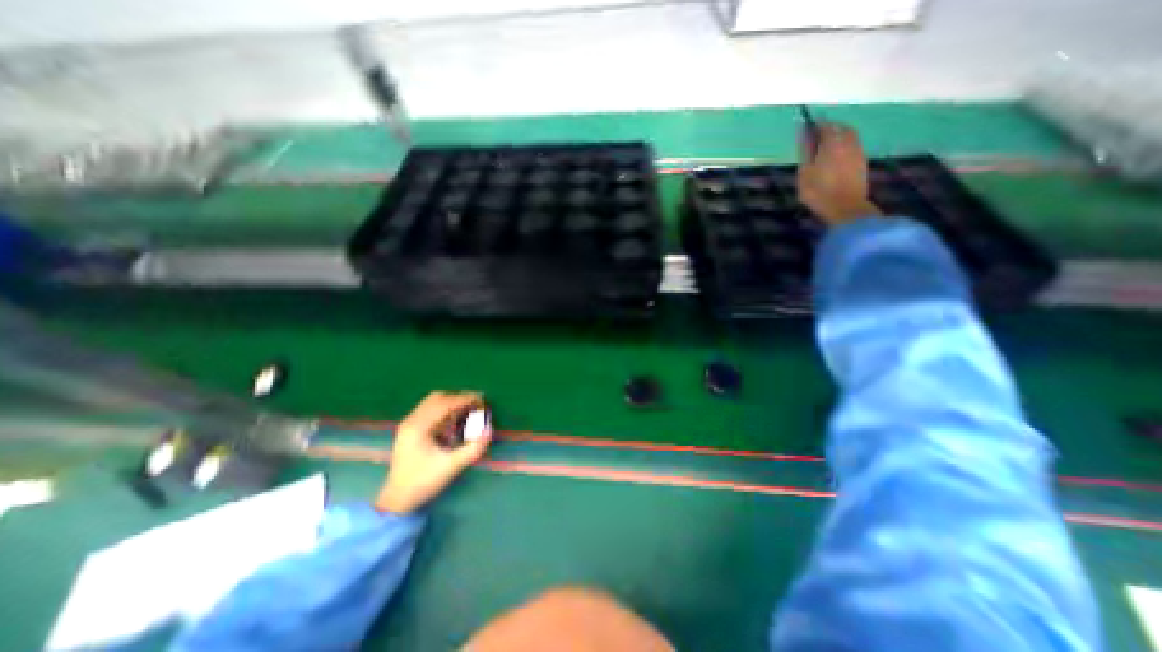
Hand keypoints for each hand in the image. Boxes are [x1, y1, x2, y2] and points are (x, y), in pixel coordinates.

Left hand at [378, 393, 494, 514]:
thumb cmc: (423, 482)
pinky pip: (429, 410)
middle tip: (476, 404)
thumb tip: (489, 430)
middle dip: (458, 398)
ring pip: (432, 402)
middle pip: (437, 398)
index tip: (482, 399)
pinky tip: (455, 420)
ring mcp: (409, 424)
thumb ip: (473, 448)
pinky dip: (445, 410)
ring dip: (451, 403)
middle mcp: (411, 421)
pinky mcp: (410, 429)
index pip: (445, 404)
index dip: (465, 399)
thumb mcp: (451, 467)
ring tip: (468, 410)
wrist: (397, 499)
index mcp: (418, 427)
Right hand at [800, 123, 882, 226]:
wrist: (845, 207)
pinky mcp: (862, 162)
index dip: (815, 124)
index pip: (824, 126)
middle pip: (840, 128)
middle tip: (817, 134)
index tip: (807, 125)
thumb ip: (805, 153)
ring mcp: (858, 151)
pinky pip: (853, 146)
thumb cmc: (819, 192)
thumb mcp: (805, 173)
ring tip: (826, 144)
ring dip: (839, 136)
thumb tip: (804, 135)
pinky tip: (837, 155)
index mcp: (832, 143)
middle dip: (829, 128)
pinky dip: (845, 145)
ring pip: (849, 136)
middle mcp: (848, 142)